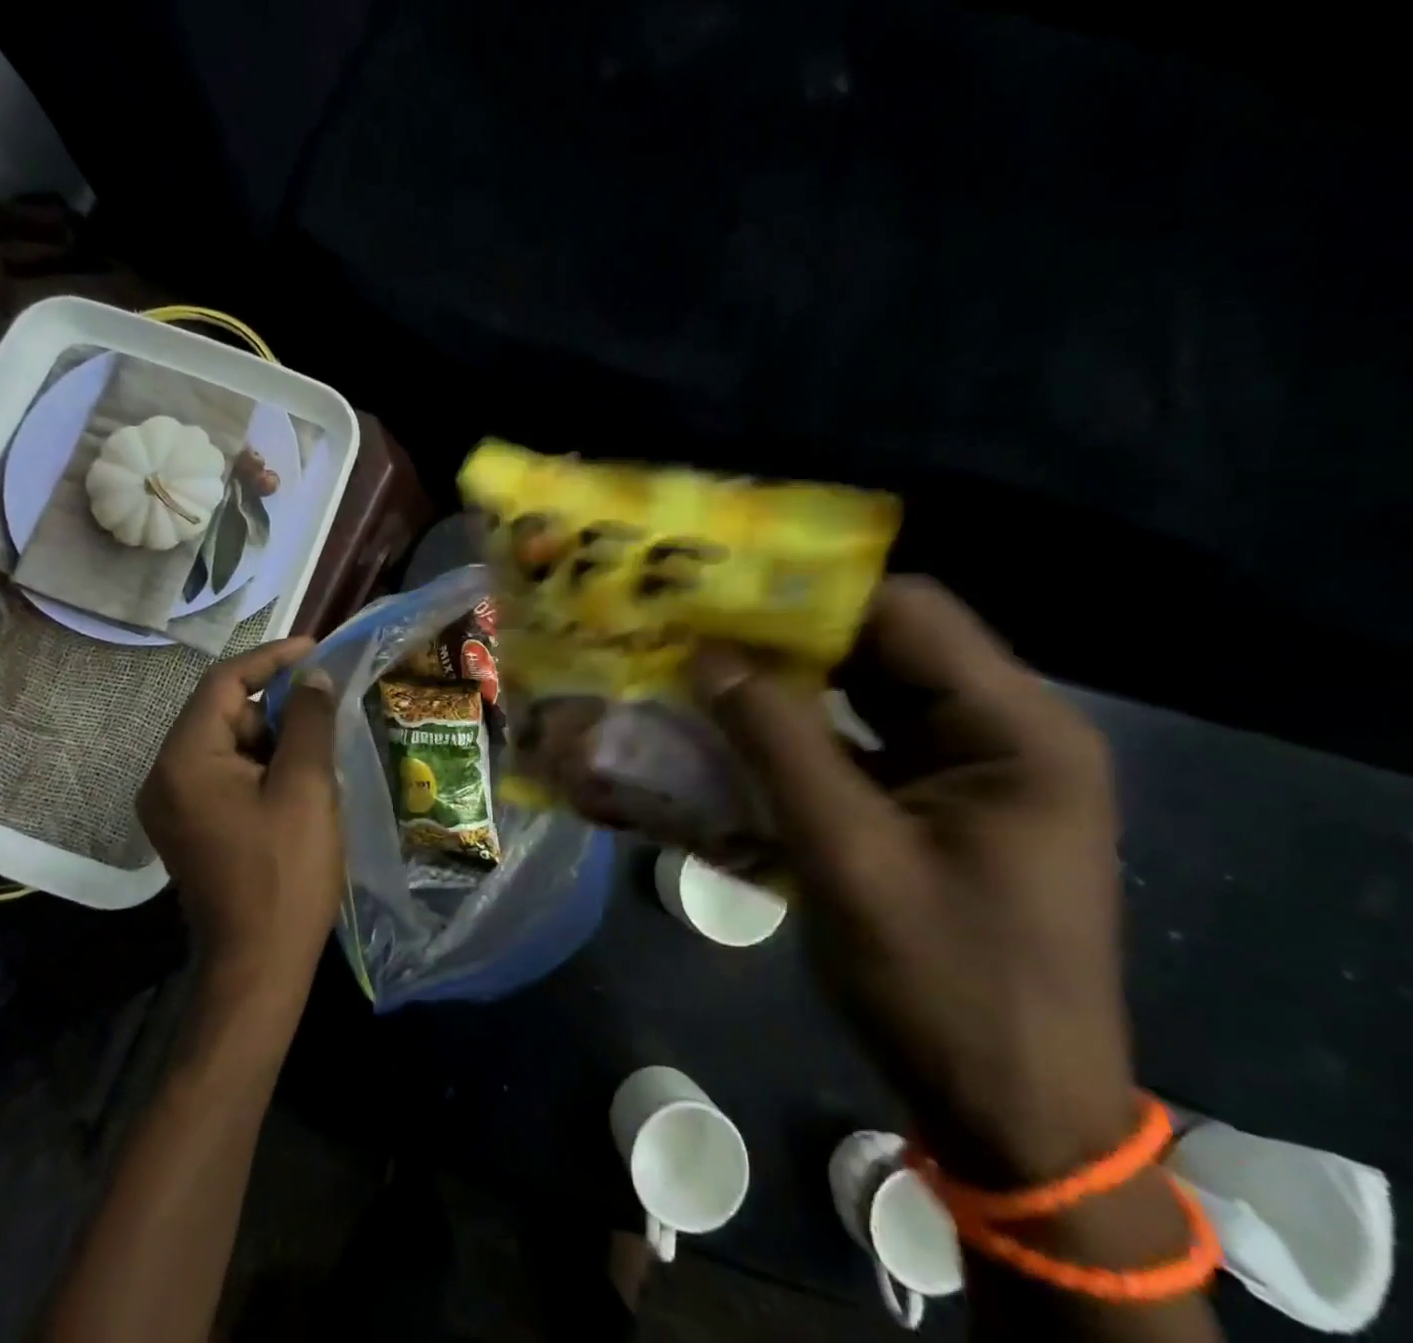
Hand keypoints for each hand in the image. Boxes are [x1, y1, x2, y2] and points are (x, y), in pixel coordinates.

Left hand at [137, 639, 342, 989]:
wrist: (259, 966)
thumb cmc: (285, 872)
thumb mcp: (305, 787)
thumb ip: (308, 720)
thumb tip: (313, 675)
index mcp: (184, 761)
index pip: (223, 683)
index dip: (271, 659)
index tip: (316, 649)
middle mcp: (166, 776)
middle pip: (224, 714)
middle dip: (277, 707)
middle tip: (327, 712)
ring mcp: (176, 805)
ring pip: (230, 745)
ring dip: (275, 739)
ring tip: (321, 754)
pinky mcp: (192, 826)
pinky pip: (228, 775)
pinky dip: (265, 767)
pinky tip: (301, 783)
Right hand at [690, 577, 1134, 1187]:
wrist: (1012, 1116)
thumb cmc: (944, 984)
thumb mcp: (847, 855)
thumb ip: (777, 744)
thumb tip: (709, 656)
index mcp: (1013, 727)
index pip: (905, 612)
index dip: (809, 594)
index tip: (719, 591)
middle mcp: (998, 731)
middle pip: (879, 649)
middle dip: (784, 639)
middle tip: (693, 627)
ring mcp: (963, 771)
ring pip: (860, 696)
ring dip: (783, 687)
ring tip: (699, 670)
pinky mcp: (931, 806)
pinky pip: (855, 747)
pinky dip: (795, 738)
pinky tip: (731, 735)